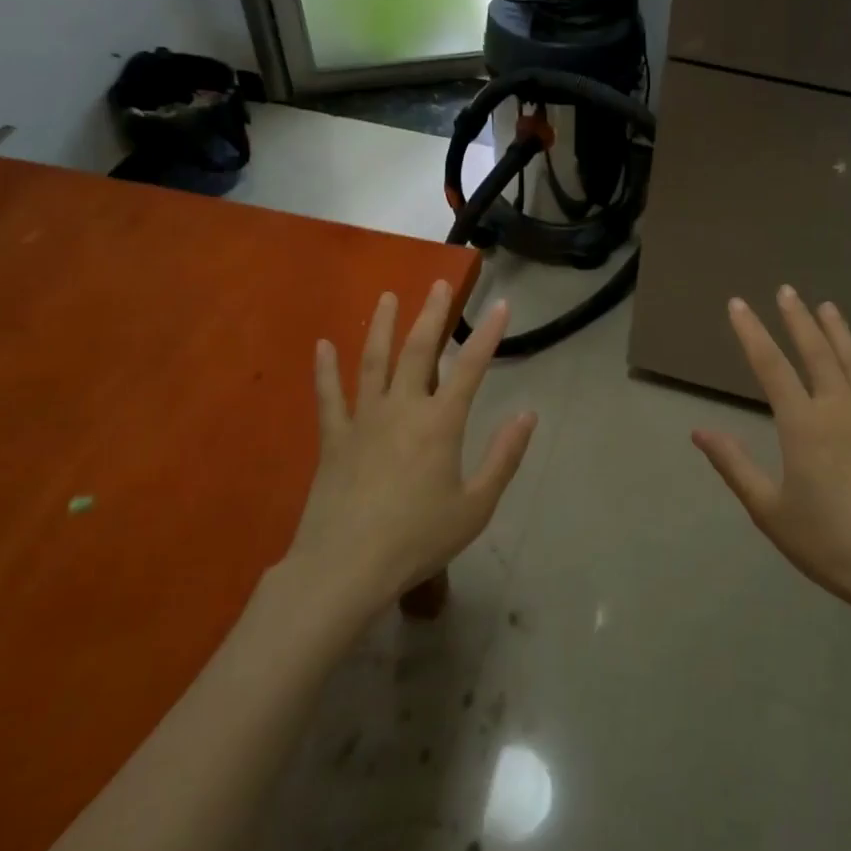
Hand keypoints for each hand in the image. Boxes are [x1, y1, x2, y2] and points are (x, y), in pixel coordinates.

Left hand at [289, 282, 537, 613]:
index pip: (470, 367)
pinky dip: (325, 369)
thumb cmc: (418, 539)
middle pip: (418, 350)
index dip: (488, 334)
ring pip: (373, 361)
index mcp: (440, 424)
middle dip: (431, 314)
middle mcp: (402, 409)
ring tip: (387, 297)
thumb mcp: (476, 506)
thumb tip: (527, 415)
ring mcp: (363, 420)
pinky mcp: (333, 438)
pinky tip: (323, 345)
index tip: (502, 304)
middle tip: (438, 283)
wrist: (346, 567)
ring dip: (382, 327)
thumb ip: (503, 457)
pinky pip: (328, 396)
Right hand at [692, 286, 850, 628]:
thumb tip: (699, 431)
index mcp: (803, 424)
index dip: (752, 332)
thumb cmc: (828, 542)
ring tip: (828, 306)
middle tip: (787, 290)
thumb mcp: (769, 509)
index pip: (771, 366)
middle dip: (798, 320)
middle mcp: (840, 410)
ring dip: (840, 332)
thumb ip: (734, 465)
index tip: (738, 304)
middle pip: (817, 353)